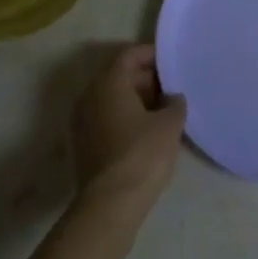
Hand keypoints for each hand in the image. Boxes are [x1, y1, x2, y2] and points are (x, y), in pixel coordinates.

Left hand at [71, 44, 187, 209]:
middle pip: (118, 75)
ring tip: (164, 110)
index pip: (129, 55)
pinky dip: (125, 116)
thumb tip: (172, 98)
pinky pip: (106, 117)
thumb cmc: (142, 153)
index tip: (172, 62)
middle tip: (171, 87)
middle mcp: (90, 95)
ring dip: (135, 99)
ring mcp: (82, 120)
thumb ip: (175, 103)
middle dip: (145, 78)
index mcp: (109, 82)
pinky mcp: (83, 143)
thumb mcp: (170, 124)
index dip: (151, 55)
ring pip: (111, 98)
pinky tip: (146, 130)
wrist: (111, 203)